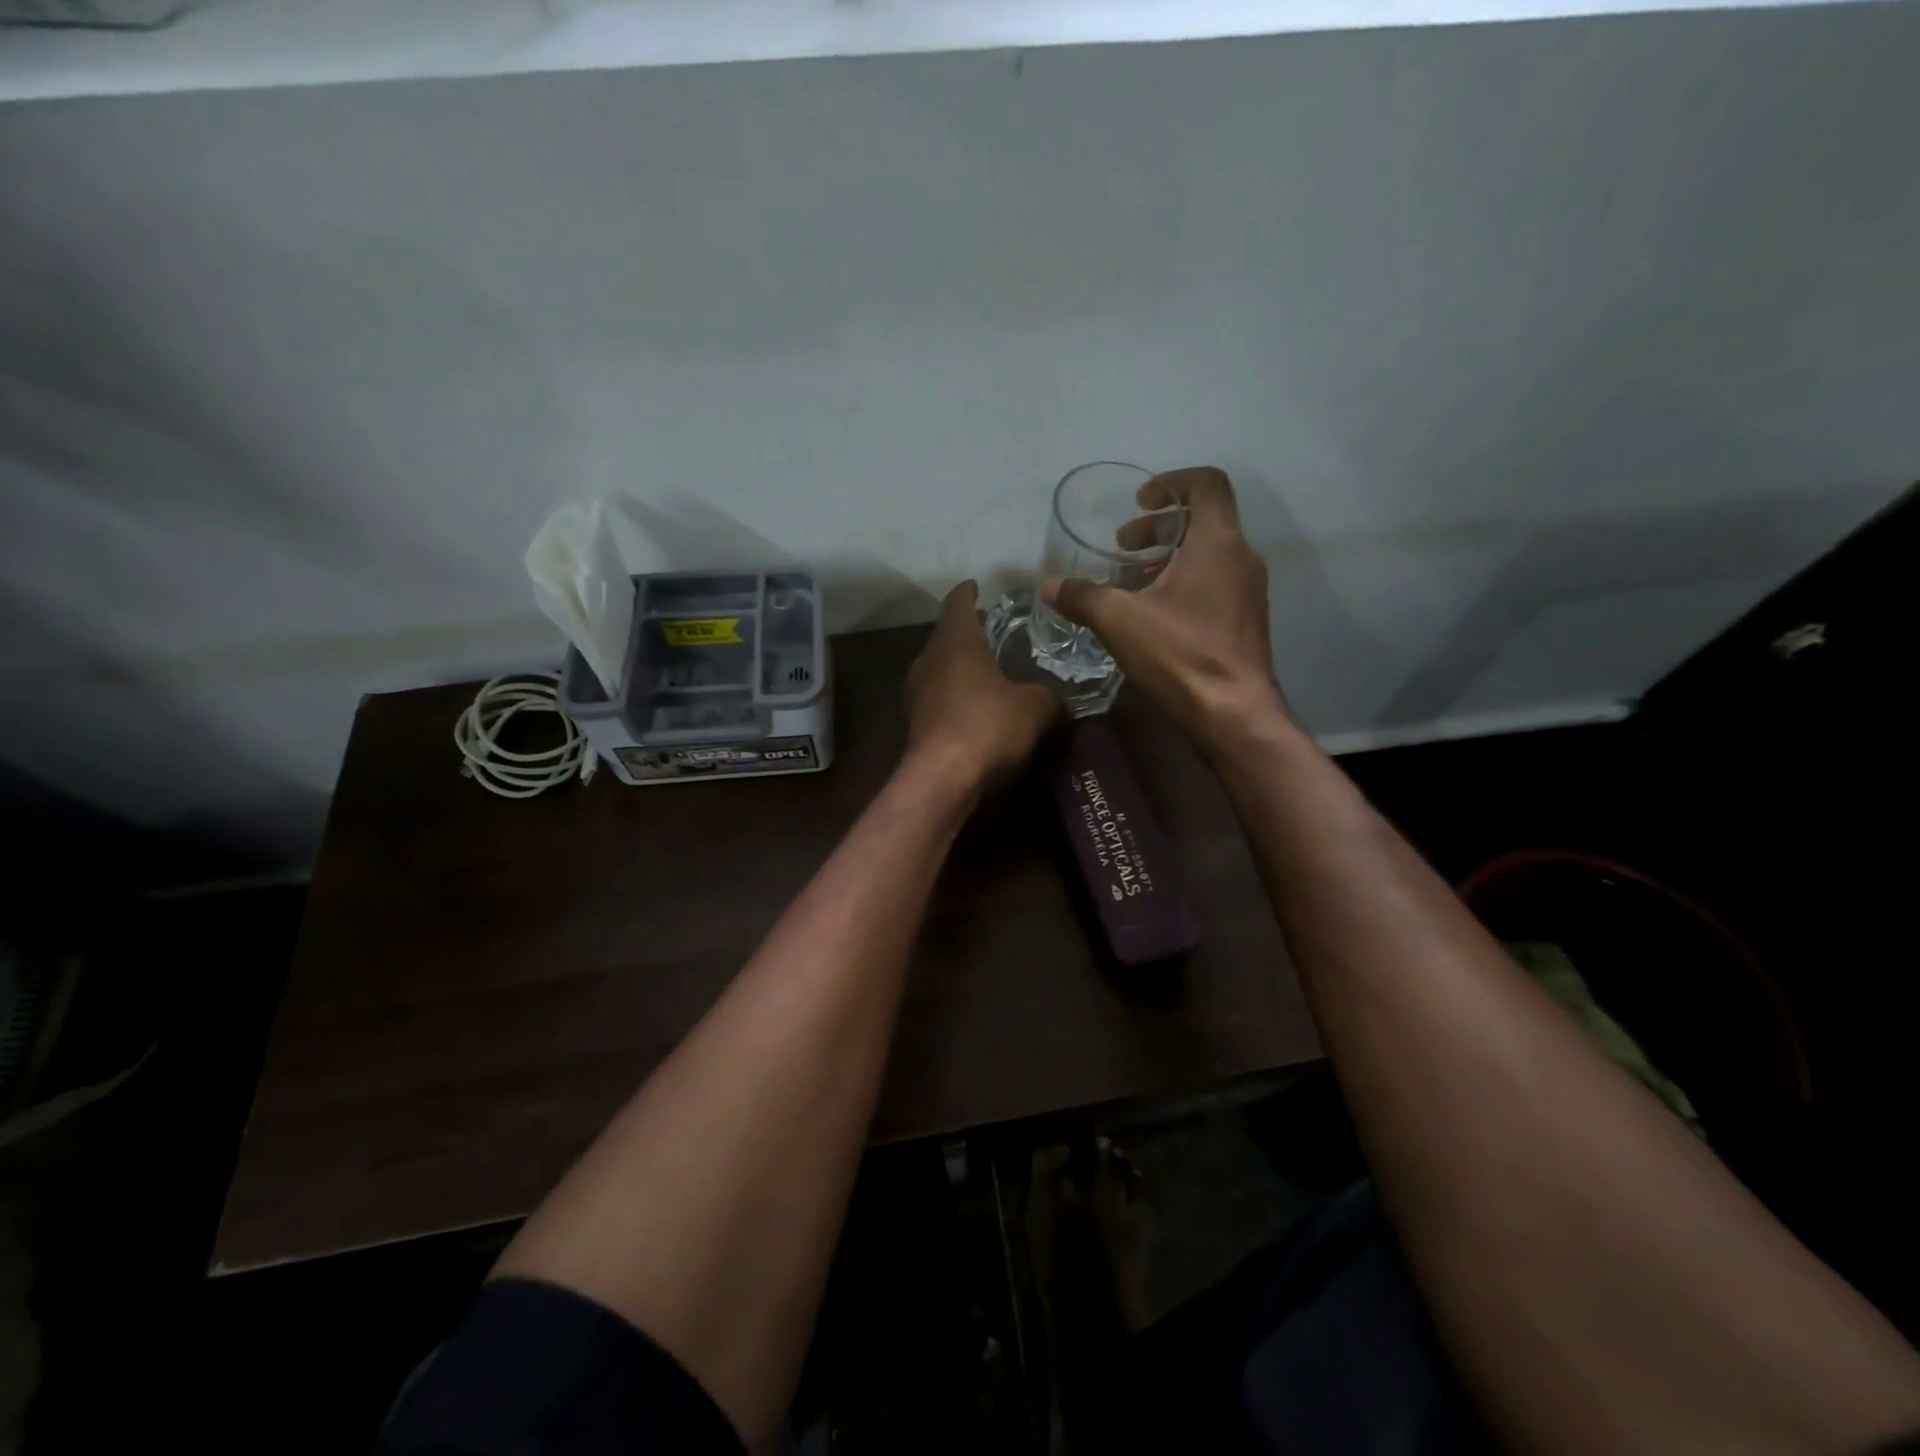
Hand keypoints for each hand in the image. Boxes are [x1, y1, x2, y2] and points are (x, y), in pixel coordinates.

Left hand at [906, 580, 1063, 786]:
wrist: (943, 778)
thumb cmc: (988, 725)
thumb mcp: (1036, 708)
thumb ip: (1051, 698)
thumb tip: (1062, 702)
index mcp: (956, 641)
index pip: (958, 603)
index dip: (969, 592)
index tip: (977, 585)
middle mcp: (929, 659)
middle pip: (946, 635)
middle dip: (968, 630)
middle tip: (992, 629)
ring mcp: (917, 691)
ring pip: (939, 666)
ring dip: (959, 664)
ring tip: (987, 667)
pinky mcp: (916, 721)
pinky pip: (938, 696)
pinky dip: (955, 693)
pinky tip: (975, 705)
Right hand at [1042, 466, 1283, 747]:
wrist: (1233, 714)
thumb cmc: (1180, 654)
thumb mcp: (1119, 621)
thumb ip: (1082, 596)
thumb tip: (1047, 585)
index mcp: (1218, 542)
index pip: (1207, 483)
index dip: (1171, 482)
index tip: (1139, 503)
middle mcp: (1242, 557)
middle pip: (1205, 519)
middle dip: (1159, 526)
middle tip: (1123, 546)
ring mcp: (1249, 590)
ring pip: (1210, 553)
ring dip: (1170, 556)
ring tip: (1132, 581)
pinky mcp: (1246, 619)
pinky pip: (1215, 581)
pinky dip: (1184, 581)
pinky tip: (1153, 614)